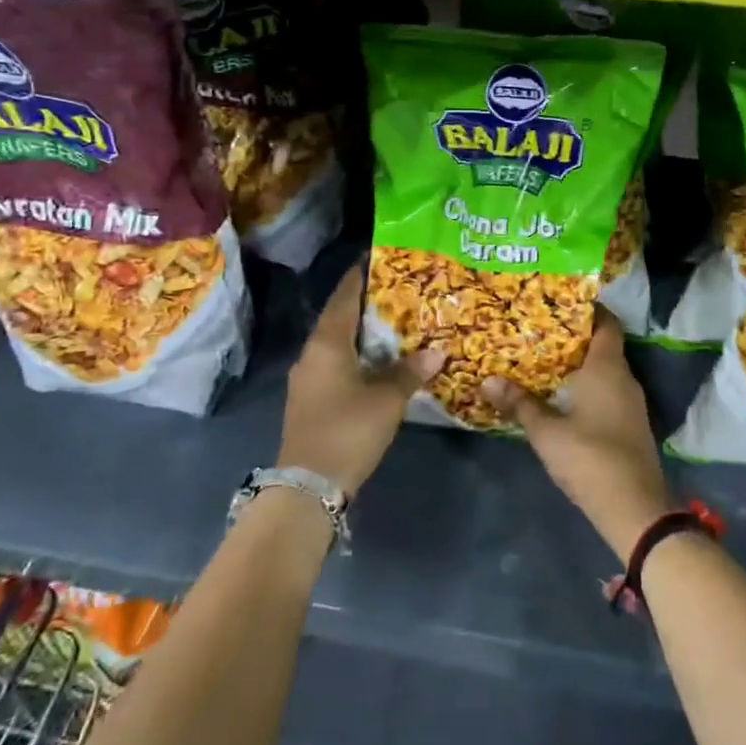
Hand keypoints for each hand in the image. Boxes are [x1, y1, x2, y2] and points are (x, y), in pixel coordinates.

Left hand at [279, 265, 443, 495]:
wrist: (308, 486)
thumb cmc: (348, 430)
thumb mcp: (387, 400)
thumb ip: (410, 371)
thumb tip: (437, 350)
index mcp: (327, 342)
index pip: (344, 296)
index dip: (361, 275)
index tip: (380, 258)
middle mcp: (313, 353)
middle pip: (341, 317)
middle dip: (368, 303)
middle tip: (401, 291)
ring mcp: (308, 377)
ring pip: (339, 342)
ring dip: (364, 332)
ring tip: (397, 322)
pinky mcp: (311, 398)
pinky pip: (337, 362)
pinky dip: (358, 354)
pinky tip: (381, 360)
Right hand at [481, 311, 672, 562]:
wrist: (635, 507)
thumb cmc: (590, 457)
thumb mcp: (547, 432)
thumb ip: (520, 404)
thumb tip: (487, 381)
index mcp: (608, 367)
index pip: (606, 323)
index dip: (588, 309)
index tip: (560, 302)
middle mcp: (624, 377)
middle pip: (603, 345)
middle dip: (574, 337)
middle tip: (539, 330)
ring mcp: (631, 402)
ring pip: (605, 370)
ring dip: (580, 364)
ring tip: (544, 360)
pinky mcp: (630, 424)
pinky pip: (608, 391)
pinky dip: (588, 386)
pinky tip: (563, 395)